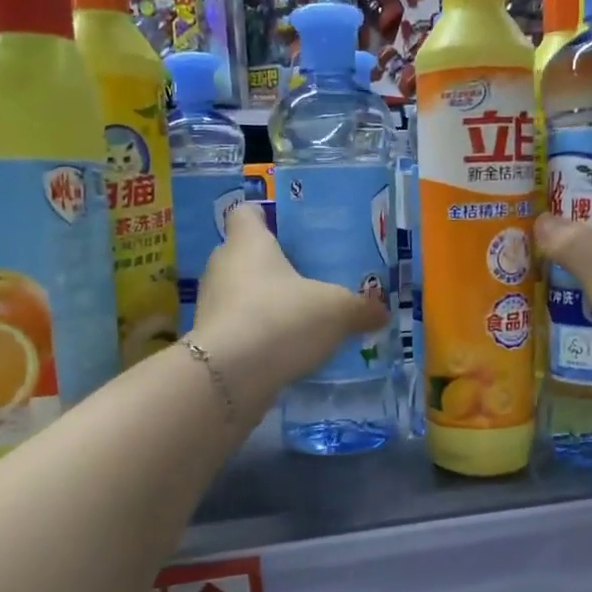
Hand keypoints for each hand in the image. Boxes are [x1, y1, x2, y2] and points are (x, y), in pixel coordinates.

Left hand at [190, 202, 388, 412]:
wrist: (229, 377)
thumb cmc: (281, 319)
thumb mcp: (336, 311)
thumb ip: (360, 309)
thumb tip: (381, 312)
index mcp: (248, 243)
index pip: (246, 214)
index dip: (264, 217)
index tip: (284, 228)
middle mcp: (222, 267)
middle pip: (243, 256)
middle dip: (270, 267)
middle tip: (304, 278)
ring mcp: (211, 307)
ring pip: (239, 296)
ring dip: (263, 305)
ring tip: (298, 318)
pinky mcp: (210, 343)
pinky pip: (238, 330)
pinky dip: (257, 337)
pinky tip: (284, 351)